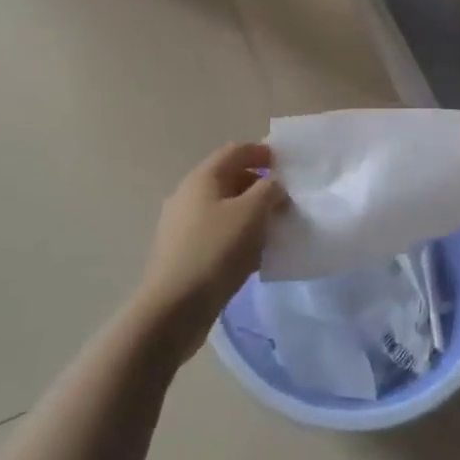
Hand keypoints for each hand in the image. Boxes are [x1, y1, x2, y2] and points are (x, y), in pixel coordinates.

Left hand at [134, 142, 286, 360]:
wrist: (173, 308)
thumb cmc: (215, 251)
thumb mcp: (251, 213)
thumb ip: (269, 190)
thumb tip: (274, 185)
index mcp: (202, 178)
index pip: (235, 151)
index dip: (262, 152)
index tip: (286, 164)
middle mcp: (188, 196)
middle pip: (229, 179)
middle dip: (259, 185)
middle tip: (286, 200)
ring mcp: (182, 226)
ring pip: (224, 209)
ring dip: (250, 213)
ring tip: (274, 228)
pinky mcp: (184, 253)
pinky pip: (217, 233)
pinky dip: (238, 235)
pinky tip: (254, 255)